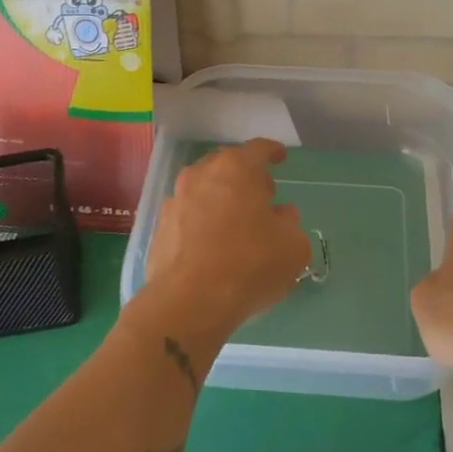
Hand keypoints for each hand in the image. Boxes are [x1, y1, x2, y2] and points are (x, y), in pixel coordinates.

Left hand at [136, 139, 309, 347]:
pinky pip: (188, 215)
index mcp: (236, 169)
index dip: (272, 152)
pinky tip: (213, 244)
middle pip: (227, 165)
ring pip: (204, 189)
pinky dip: (202, 221)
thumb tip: (282, 216)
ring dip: (222, 198)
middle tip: (262, 195)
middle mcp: (201, 175)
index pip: (258, 149)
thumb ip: (291, 224)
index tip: (280, 157)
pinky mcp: (159, 228)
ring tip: (237, 222)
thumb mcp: (293, 247)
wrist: (189, 303)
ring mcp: (176, 200)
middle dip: (246, 176)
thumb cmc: (249, 265)